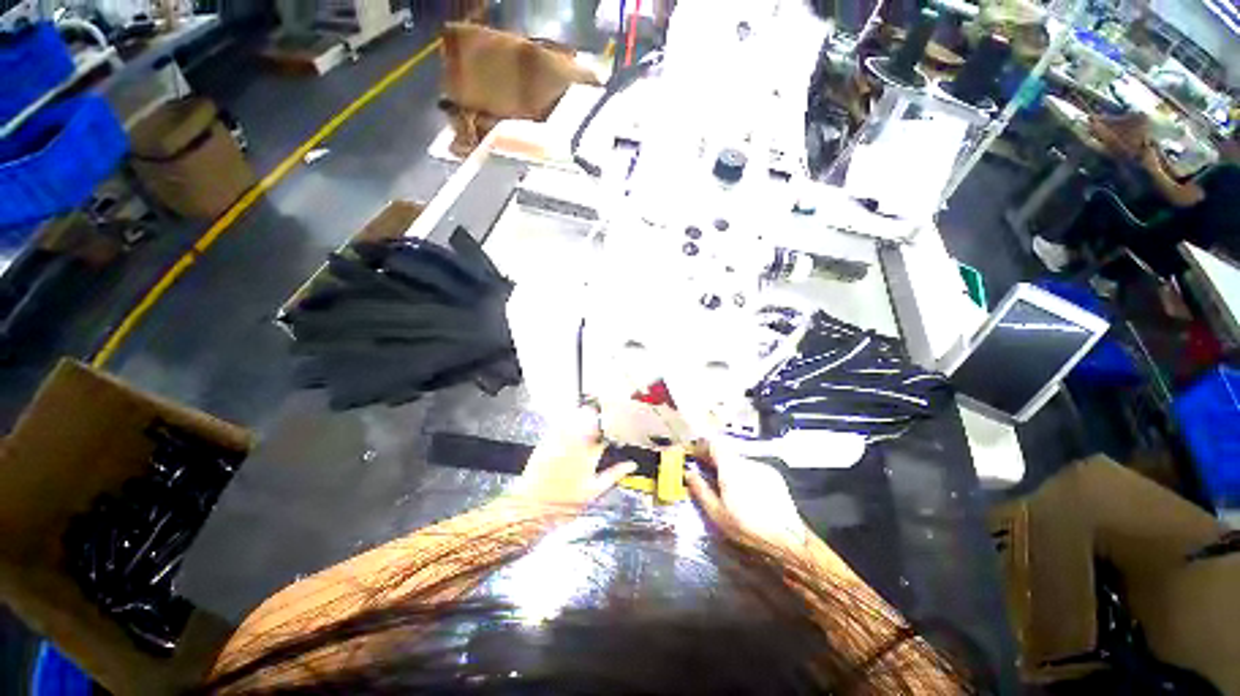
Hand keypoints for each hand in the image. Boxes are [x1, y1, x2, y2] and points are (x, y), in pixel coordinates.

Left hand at [507, 406, 636, 506]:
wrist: (532, 507)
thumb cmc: (564, 503)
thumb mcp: (594, 492)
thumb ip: (614, 475)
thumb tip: (631, 465)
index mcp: (590, 456)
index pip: (607, 434)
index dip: (614, 429)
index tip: (616, 429)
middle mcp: (575, 444)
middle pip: (591, 419)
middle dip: (599, 416)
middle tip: (602, 418)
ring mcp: (559, 440)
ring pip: (575, 416)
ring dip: (584, 414)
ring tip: (588, 414)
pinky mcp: (546, 440)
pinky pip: (559, 422)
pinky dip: (567, 419)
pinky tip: (569, 421)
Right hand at [685, 443, 808, 549]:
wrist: (787, 541)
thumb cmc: (746, 528)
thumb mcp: (716, 513)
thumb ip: (700, 489)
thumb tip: (688, 473)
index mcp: (731, 467)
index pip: (713, 444)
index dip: (702, 447)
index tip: (695, 455)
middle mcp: (747, 462)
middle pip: (726, 452)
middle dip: (714, 460)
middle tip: (706, 472)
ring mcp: (763, 468)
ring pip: (740, 461)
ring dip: (730, 468)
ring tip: (725, 485)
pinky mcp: (775, 476)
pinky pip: (753, 469)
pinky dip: (744, 474)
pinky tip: (745, 492)